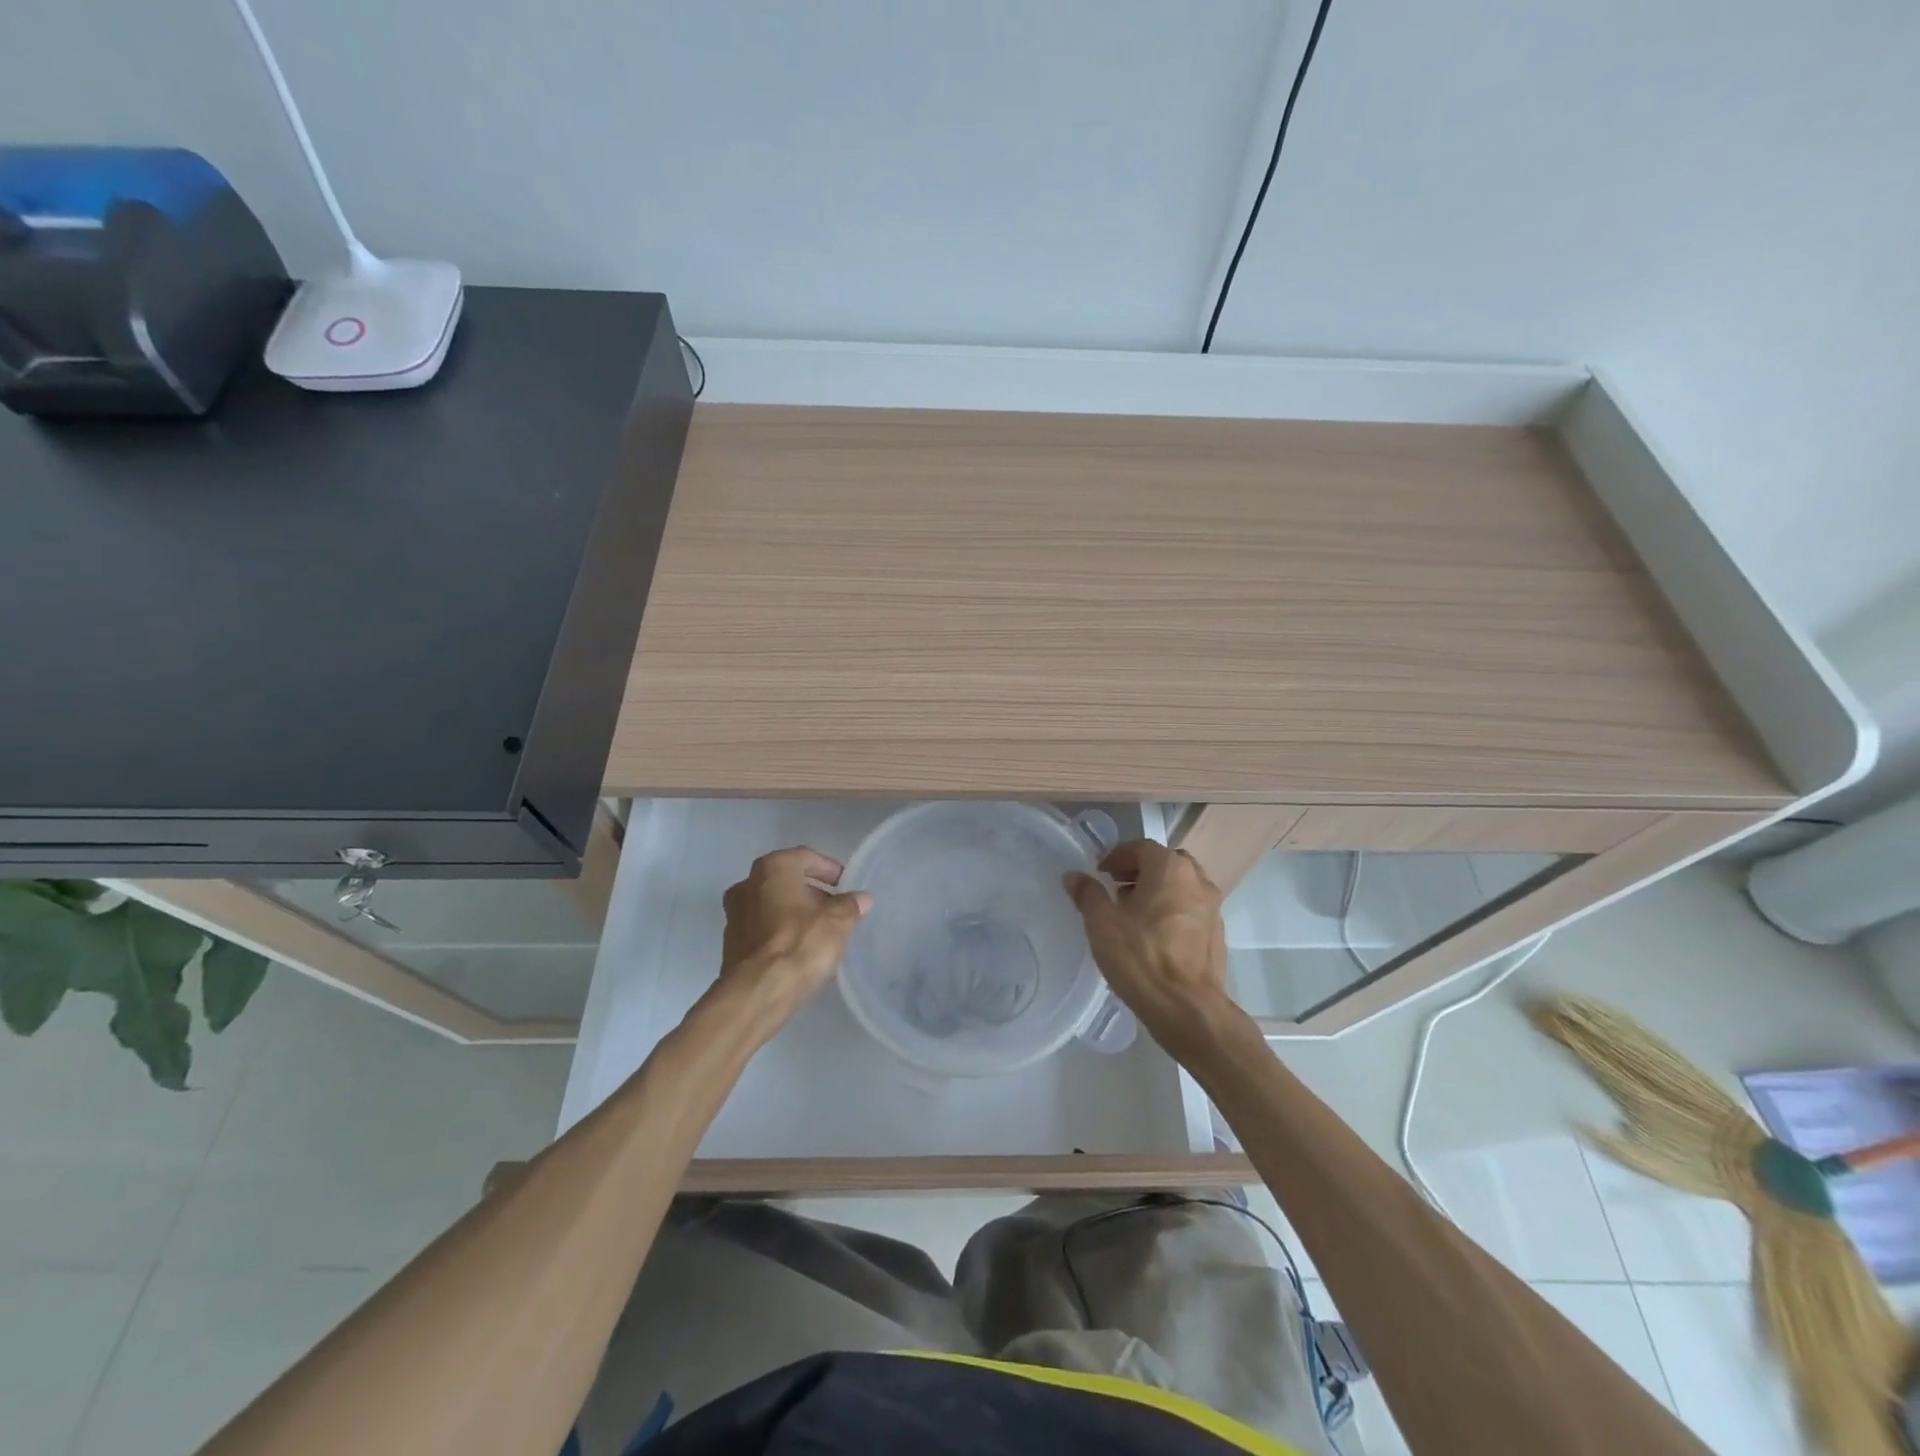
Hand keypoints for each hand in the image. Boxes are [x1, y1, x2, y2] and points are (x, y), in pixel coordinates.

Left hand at [713, 847, 870, 1036]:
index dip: (829, 869)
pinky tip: (799, 948)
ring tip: (820, 930)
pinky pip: (762, 927)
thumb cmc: (800, 944)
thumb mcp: (838, 922)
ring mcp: (734, 914)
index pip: (806, 857)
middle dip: (811, 891)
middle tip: (835, 907)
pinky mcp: (731, 943)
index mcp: (773, 868)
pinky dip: (780, 930)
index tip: (846, 885)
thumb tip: (862, 898)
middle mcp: (747, 884)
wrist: (757, 993)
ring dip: (794, 911)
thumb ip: (851, 905)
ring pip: (772, 904)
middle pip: (786, 880)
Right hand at [1065, 841, 1238, 1057]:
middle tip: (1117, 886)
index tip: (1101, 871)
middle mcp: (1197, 880)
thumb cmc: (1141, 957)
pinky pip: (1191, 909)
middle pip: (1166, 862)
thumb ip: (1088, 894)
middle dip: (1141, 870)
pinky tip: (1155, 935)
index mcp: (1170, 868)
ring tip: (1134, 913)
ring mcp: (1213, 907)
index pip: (1142, 847)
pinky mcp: (1218, 934)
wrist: (1187, 1009)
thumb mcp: (1102, 923)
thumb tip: (1074, 876)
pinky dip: (1172, 910)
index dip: (1118, 856)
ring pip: (1181, 886)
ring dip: (1158, 890)